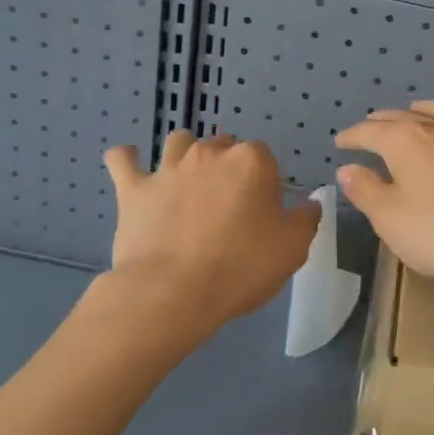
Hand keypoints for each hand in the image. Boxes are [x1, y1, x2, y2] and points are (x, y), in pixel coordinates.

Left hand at [102, 130, 319, 340]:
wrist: (172, 292)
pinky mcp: (133, 187)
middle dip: (227, 167)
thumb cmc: (239, 269)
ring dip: (185, 154)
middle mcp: (208, 153)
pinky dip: (127, 160)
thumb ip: (305, 220)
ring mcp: (167, 167)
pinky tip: (130, 165)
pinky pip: (123, 160)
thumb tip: (310, 203)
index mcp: (250, 161)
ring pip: (178, 142)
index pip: (265, 158)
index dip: (265, 183)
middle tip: (228, 205)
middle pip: (223, 146)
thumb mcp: (291, 250)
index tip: (263, 213)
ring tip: (188, 183)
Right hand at [335, 100, 433, 291]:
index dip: (352, 136)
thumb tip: (348, 169)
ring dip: (427, 110)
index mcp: (405, 141)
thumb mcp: (389, 218)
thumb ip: (366, 191)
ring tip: (418, 111)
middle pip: (404, 117)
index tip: (340, 142)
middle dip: (383, 121)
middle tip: (371, 126)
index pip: (370, 132)